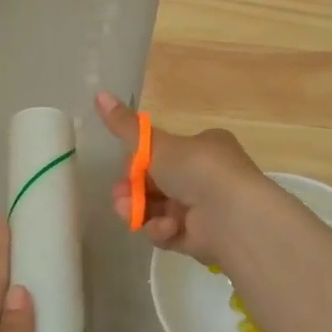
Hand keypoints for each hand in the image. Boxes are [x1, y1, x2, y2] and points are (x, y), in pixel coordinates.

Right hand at [95, 90, 265, 264]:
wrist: (233, 216)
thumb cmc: (197, 169)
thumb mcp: (156, 144)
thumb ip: (125, 127)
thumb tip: (98, 93)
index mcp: (203, 148)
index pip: (163, 154)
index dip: (139, 163)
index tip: (125, 168)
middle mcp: (206, 176)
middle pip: (157, 184)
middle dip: (134, 191)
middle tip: (120, 196)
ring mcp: (204, 209)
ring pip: (159, 210)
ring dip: (141, 211)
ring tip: (129, 213)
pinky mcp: (201, 238)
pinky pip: (170, 232)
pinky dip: (163, 230)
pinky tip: (166, 228)